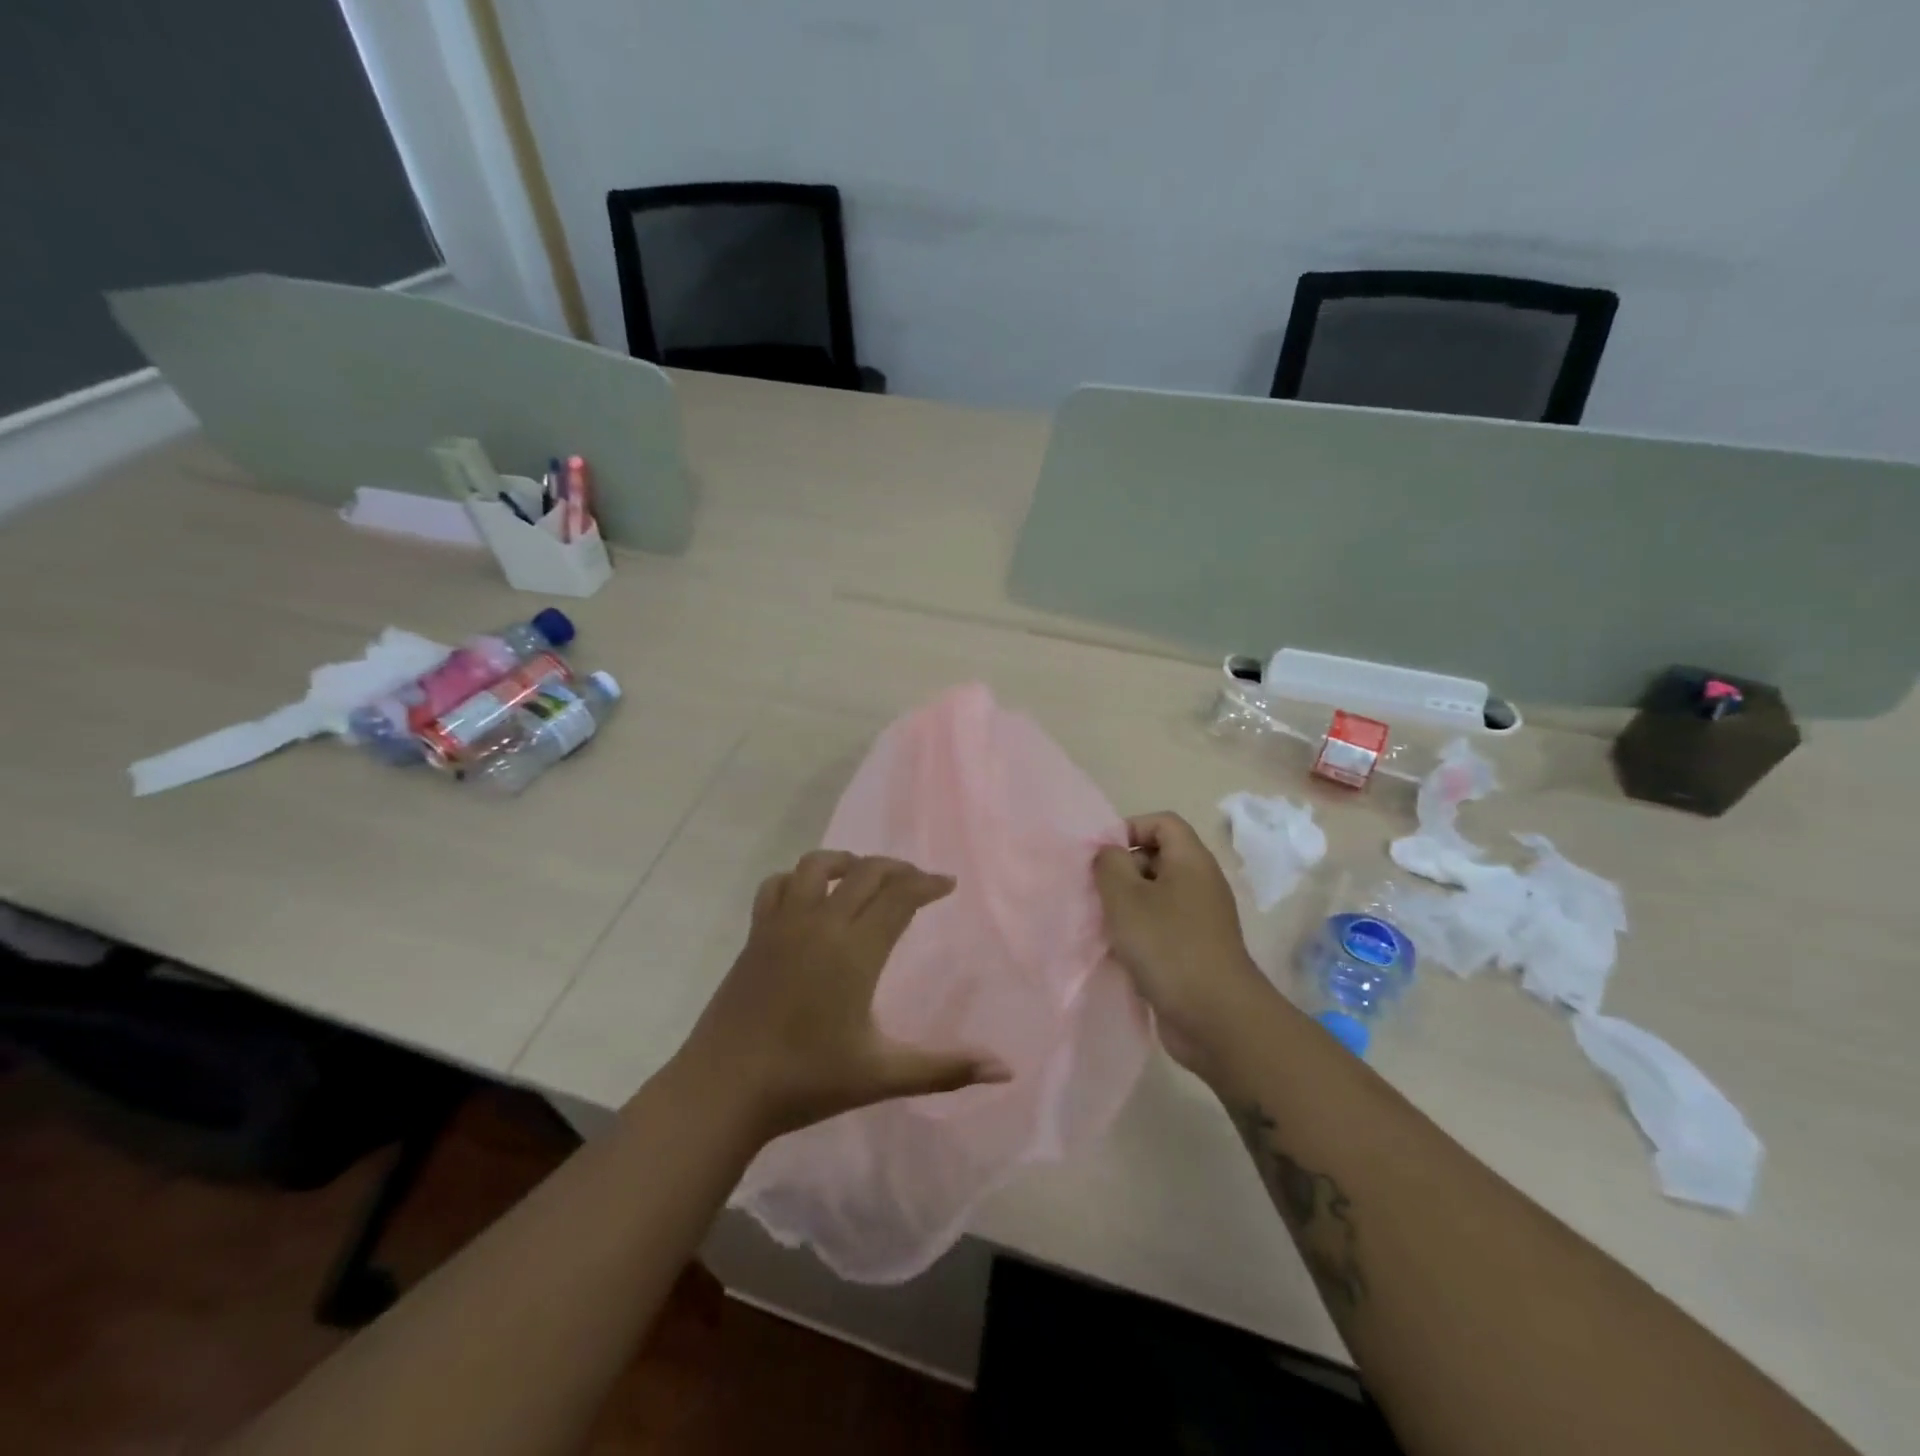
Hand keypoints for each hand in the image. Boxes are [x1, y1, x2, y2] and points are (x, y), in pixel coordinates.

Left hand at [677, 851, 1010, 1140]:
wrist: (723, 1089)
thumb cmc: (806, 1080)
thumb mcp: (883, 1075)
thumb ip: (946, 1068)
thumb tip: (1006, 1071)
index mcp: (855, 950)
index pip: (900, 895)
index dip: (927, 883)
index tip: (948, 884)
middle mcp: (820, 923)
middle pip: (865, 871)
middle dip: (897, 868)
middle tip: (917, 882)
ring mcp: (782, 924)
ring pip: (817, 865)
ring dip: (848, 861)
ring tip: (865, 876)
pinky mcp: (755, 935)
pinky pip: (777, 885)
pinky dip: (798, 878)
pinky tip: (808, 896)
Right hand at [1094, 812, 1274, 1072]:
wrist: (1216, 1017)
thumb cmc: (1168, 946)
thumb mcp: (1126, 897)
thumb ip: (1110, 864)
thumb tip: (1109, 854)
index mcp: (1191, 861)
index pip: (1162, 822)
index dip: (1129, 829)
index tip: (1102, 857)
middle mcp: (1200, 883)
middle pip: (1157, 858)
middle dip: (1123, 870)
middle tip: (1097, 893)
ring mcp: (1200, 919)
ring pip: (1156, 896)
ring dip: (1126, 907)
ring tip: (1103, 924)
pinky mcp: (1195, 950)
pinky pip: (1161, 927)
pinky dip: (1139, 934)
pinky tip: (1119, 953)